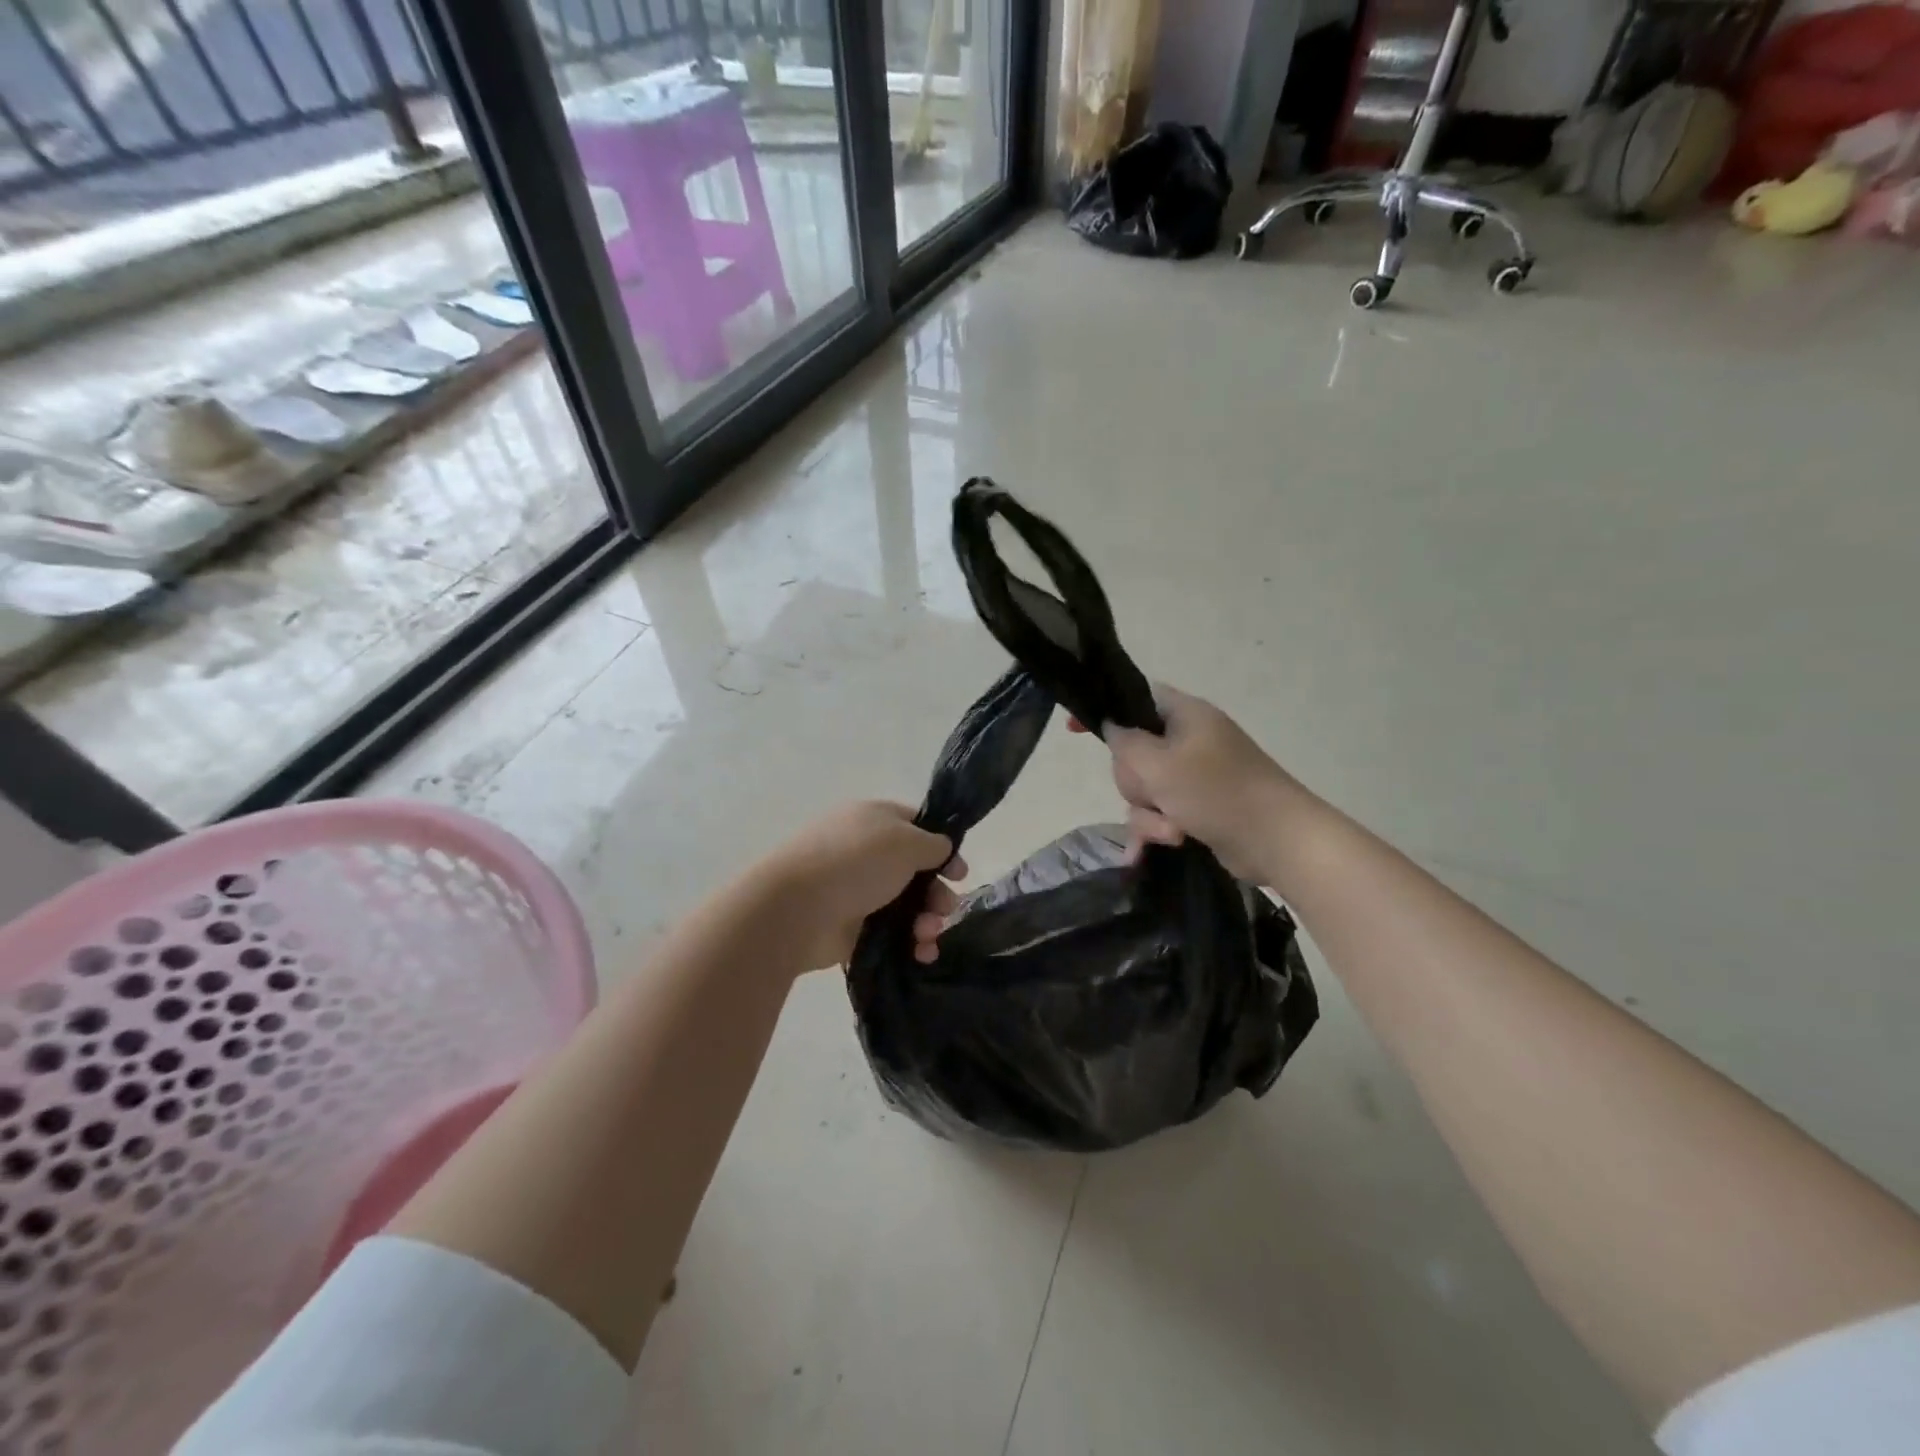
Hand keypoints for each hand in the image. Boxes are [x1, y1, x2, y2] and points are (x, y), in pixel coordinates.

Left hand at [753, 801, 966, 970]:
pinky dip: (909, 944)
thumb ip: (932, 844)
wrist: (795, 909)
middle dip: (937, 892)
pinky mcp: (850, 928)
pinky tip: (920, 955)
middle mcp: (864, 852)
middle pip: (915, 871)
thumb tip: (940, 850)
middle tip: (945, 909)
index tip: (959, 872)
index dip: (942, 848)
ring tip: (926, 936)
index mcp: (873, 820)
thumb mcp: (905, 841)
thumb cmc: (855, 862)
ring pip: (905, 906)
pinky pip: (889, 935)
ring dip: (926, 921)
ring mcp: (856, 891)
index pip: (916, 827)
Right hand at [1069, 687, 1308, 881]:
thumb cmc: (1218, 792)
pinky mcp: (1197, 808)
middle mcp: (1188, 741)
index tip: (1072, 729)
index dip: (1105, 711)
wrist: (1278, 841)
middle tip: (1154, 793)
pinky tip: (1147, 854)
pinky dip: (1156, 831)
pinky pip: (1159, 814)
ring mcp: (1193, 776)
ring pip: (1143, 790)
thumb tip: (1111, 726)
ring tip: (1172, 832)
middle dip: (1135, 783)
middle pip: (1132, 753)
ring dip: (1149, 816)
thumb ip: (1125, 742)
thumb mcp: (1160, 764)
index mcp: (1185, 715)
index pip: (1134, 698)